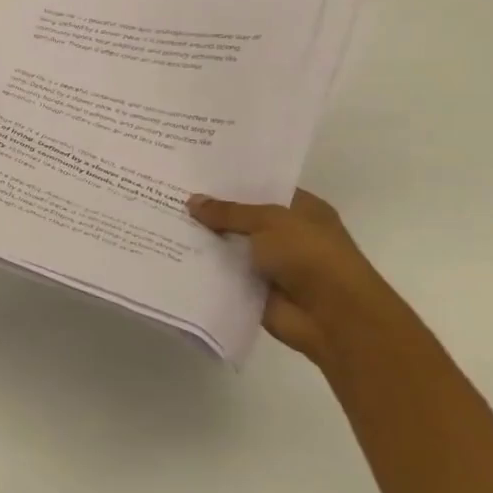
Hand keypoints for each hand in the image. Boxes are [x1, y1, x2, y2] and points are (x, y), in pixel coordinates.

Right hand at [186, 189, 433, 372]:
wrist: (333, 318)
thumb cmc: (311, 256)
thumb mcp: (270, 222)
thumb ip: (229, 212)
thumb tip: (192, 201)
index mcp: (301, 210)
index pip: (261, 188)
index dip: (230, 182)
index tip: (193, 174)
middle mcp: (286, 234)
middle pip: (240, 218)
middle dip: (209, 210)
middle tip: (167, 194)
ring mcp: (270, 263)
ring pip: (228, 246)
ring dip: (202, 240)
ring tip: (159, 221)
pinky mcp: (254, 288)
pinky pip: (222, 273)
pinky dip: (202, 267)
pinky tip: (170, 253)